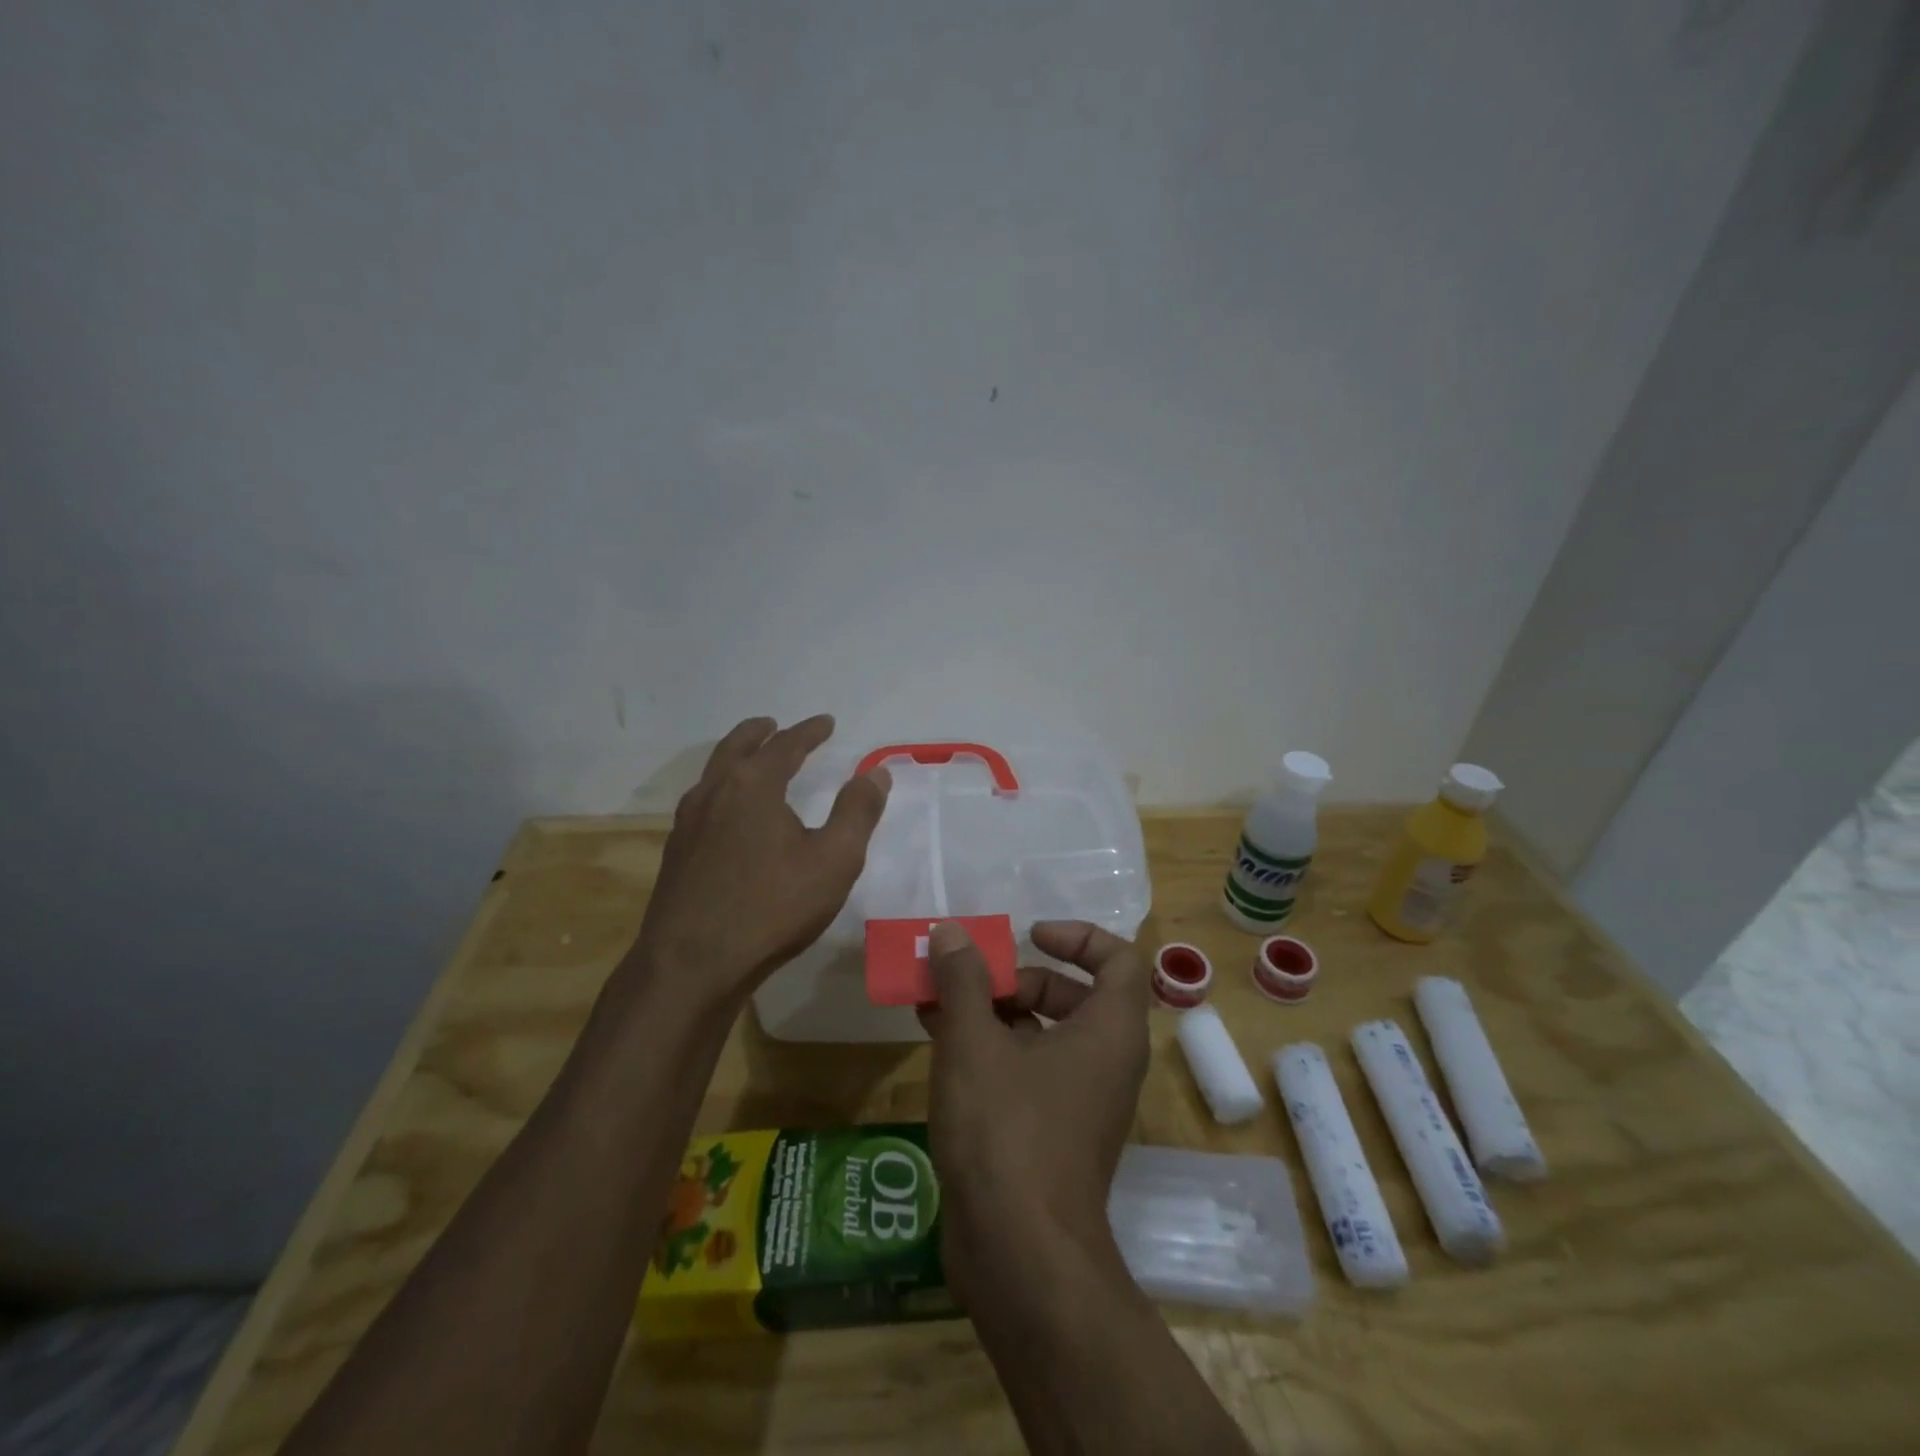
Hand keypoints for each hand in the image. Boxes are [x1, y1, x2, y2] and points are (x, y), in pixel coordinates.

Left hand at [630, 715, 888, 1013]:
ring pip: (713, 773)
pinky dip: (721, 789)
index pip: (785, 745)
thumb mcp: (834, 860)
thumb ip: (857, 812)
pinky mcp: (676, 853)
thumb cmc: (772, 908)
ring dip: (736, 758)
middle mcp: (715, 793)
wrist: (692, 965)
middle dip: (759, 733)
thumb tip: (876, 773)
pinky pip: (702, 802)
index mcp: (753, 786)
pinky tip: (729, 813)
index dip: (809, 731)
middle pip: (736, 747)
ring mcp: (688, 823)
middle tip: (775, 725)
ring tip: (752, 761)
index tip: (826, 722)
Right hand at [918, 920, 1152, 1304]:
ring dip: (990, 1012)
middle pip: (1072, 994)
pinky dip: (987, 1049)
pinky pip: (1024, 1071)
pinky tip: (935, 1039)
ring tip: (934, 1001)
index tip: (1029, 936)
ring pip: (1041, 1034)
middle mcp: (1104, 1062)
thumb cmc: (1007, 1130)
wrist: (1019, 1256)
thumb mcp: (975, 1042)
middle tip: (971, 980)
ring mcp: (1077, 1101)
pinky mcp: (1048, 1133)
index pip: (1119, 960)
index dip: (1079, 937)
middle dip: (1018, 979)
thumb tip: (952, 932)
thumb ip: (963, 979)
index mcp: (1109, 1032)